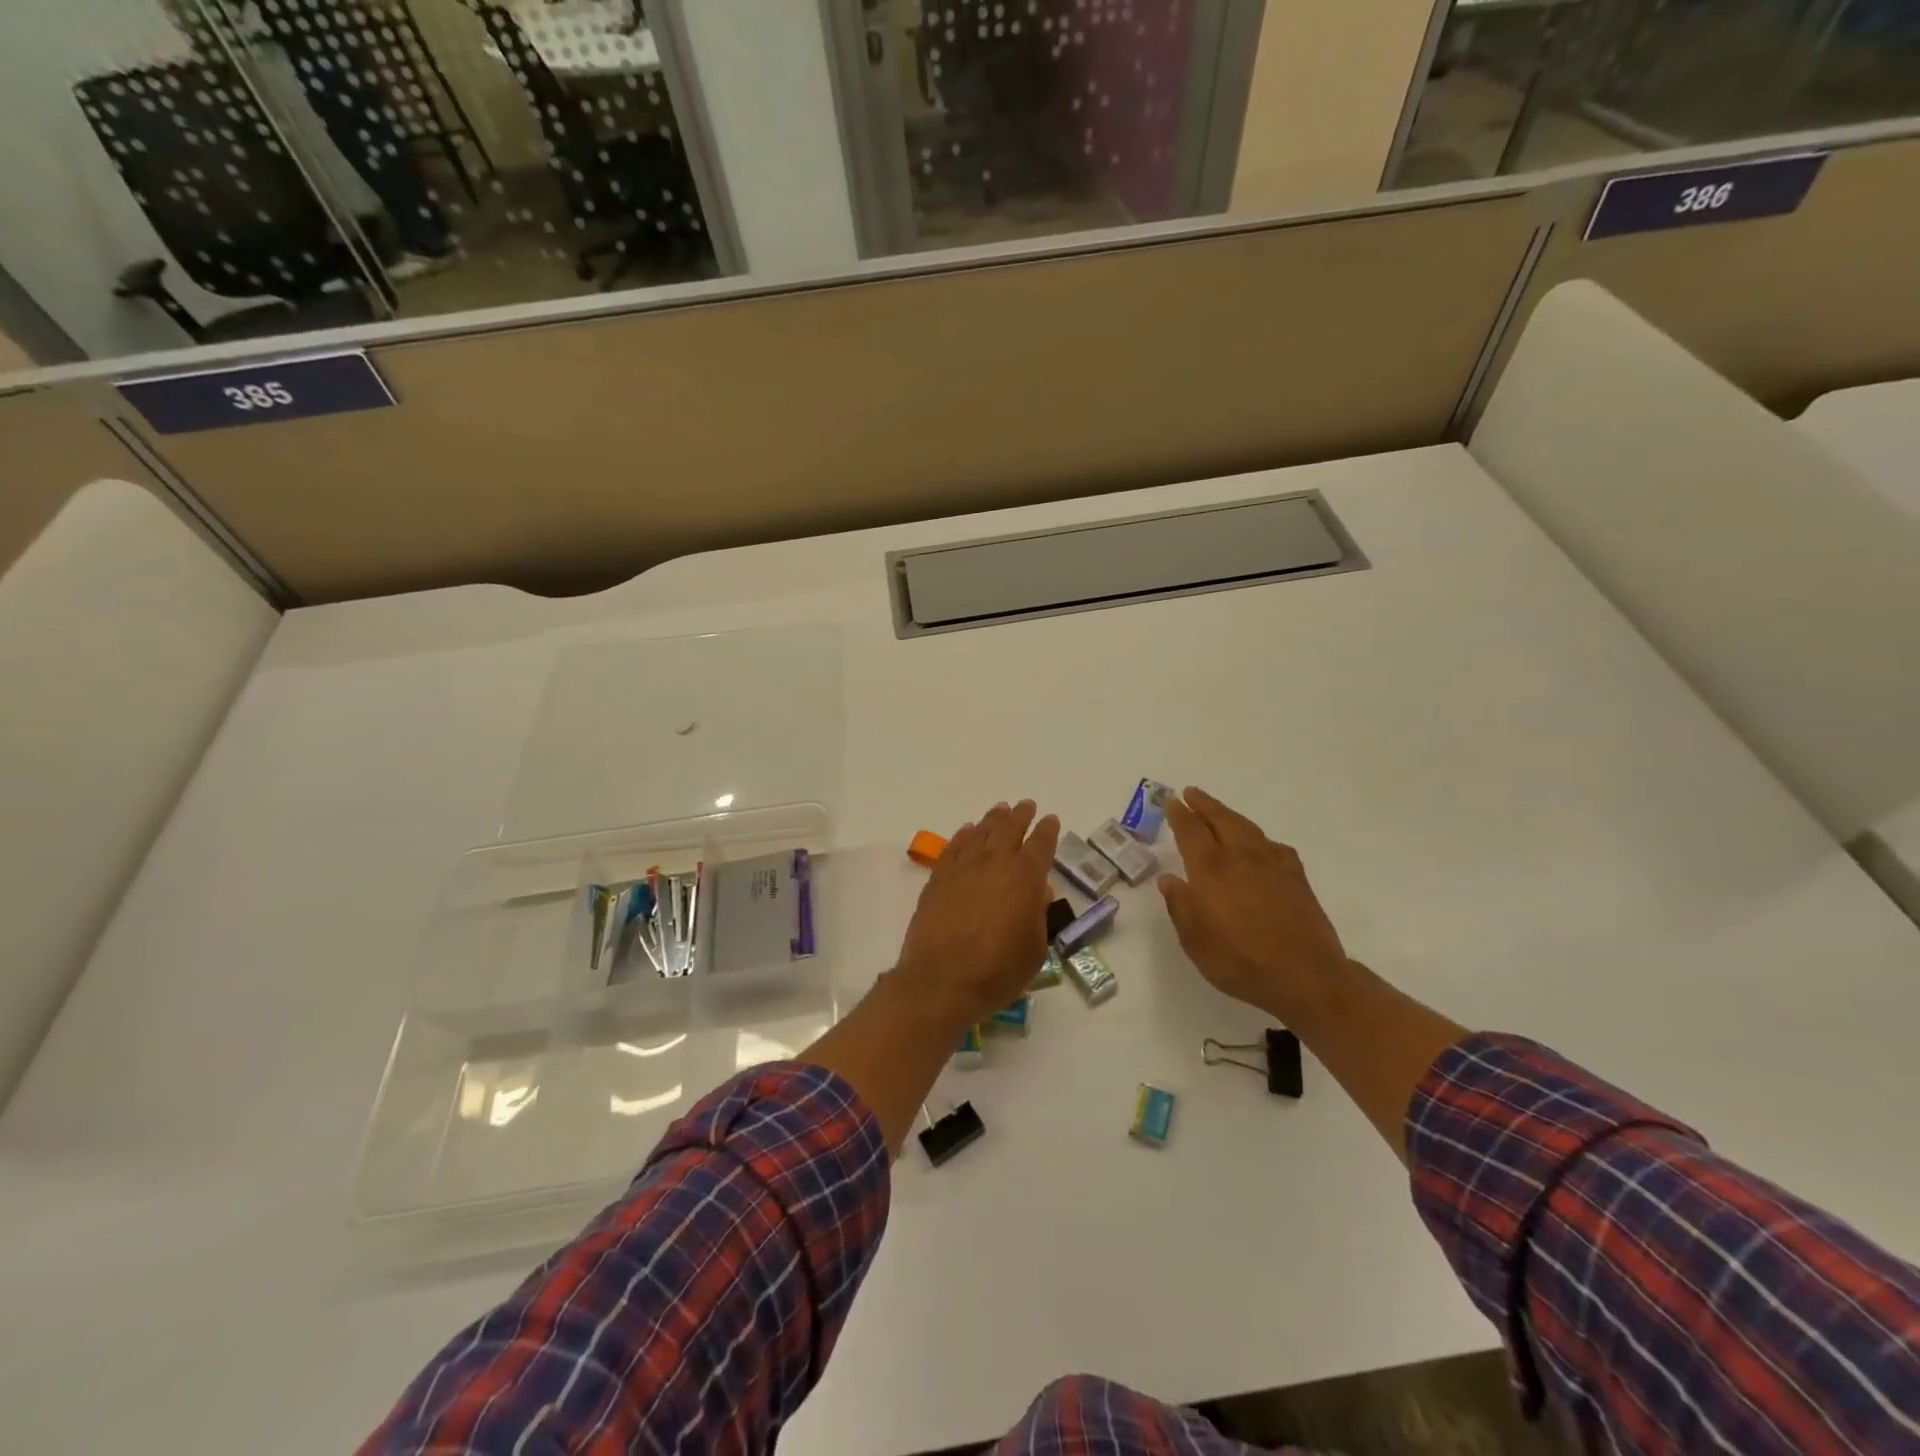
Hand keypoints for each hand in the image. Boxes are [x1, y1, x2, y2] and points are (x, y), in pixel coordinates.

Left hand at [893, 800, 1058, 1029]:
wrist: (941, 981)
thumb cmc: (997, 972)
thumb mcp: (1034, 950)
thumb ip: (1038, 916)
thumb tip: (1039, 892)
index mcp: (1025, 878)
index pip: (1041, 844)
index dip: (1047, 830)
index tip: (1050, 820)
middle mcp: (995, 863)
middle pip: (1010, 829)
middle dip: (1020, 815)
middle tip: (1026, 806)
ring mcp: (963, 868)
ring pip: (981, 832)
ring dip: (993, 819)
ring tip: (1000, 810)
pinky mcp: (938, 878)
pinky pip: (954, 847)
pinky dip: (964, 835)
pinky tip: (968, 831)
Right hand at [1158, 787, 1352, 1022]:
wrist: (1306, 977)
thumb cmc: (1240, 962)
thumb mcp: (1195, 941)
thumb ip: (1181, 906)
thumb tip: (1168, 879)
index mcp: (1211, 870)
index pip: (1191, 832)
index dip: (1179, 815)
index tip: (1171, 801)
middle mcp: (1241, 858)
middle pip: (1221, 820)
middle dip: (1204, 805)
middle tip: (1191, 793)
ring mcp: (1273, 866)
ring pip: (1248, 828)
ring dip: (1230, 815)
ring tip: (1219, 811)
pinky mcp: (1297, 878)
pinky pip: (1275, 848)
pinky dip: (1262, 840)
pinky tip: (1262, 846)